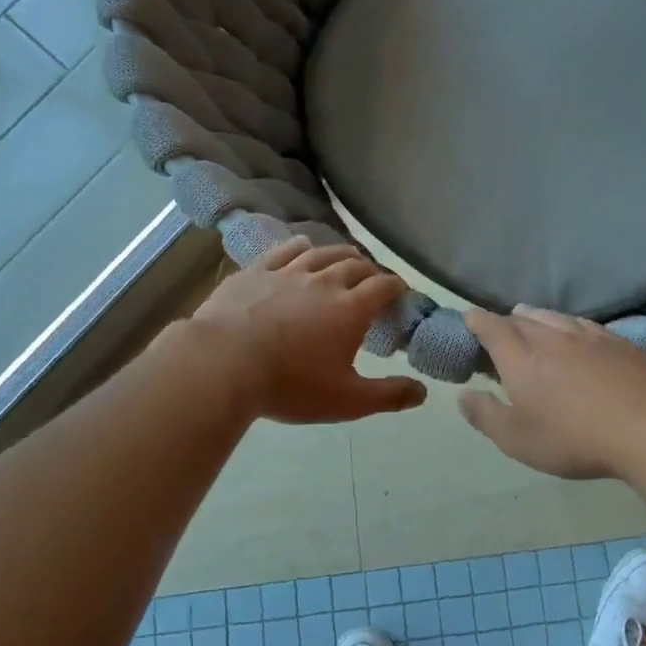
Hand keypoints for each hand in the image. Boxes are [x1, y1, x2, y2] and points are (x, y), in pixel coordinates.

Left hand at [189, 238, 427, 424]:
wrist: (222, 364)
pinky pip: (284, 251)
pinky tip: (303, 244)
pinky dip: (300, 246)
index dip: (396, 287)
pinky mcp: (255, 272)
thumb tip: (423, 392)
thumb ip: (388, 395)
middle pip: (355, 266)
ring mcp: (287, 273)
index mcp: (351, 309)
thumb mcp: (347, 400)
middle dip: (370, 270)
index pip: (383, 287)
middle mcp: (324, 282)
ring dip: (340, 254)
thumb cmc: (290, 384)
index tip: (401, 291)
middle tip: (374, 279)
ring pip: (322, 254)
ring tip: (348, 257)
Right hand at [459, 306, 645, 478]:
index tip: (468, 319)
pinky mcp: (616, 341)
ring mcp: (586, 335)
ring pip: (553, 316)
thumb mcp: (517, 440)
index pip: (490, 327)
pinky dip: (568, 325)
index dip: (476, 321)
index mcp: (520, 357)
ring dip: (535, 318)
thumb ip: (485, 416)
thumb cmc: (573, 438)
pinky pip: (582, 324)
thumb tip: (462, 395)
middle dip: (504, 322)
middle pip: (521, 318)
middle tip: (499, 333)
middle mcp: (550, 336)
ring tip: (529, 322)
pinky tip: (574, 333)